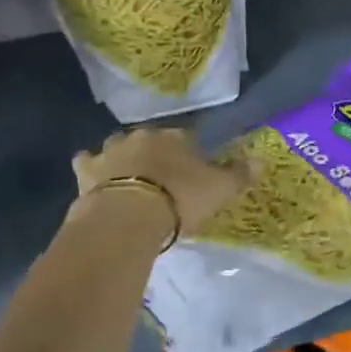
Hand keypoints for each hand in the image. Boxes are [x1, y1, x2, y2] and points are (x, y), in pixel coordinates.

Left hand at [72, 127, 252, 235]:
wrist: (129, 215)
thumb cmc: (180, 199)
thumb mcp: (220, 189)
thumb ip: (240, 174)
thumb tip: (264, 159)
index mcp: (176, 136)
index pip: (187, 137)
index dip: (190, 153)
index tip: (193, 170)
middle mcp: (143, 136)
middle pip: (151, 139)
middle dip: (155, 152)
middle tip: (162, 176)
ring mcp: (111, 150)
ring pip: (118, 146)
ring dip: (123, 157)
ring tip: (130, 178)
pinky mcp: (87, 170)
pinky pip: (87, 162)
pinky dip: (91, 167)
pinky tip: (95, 178)